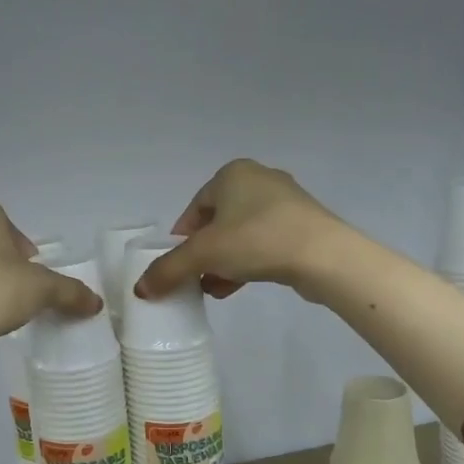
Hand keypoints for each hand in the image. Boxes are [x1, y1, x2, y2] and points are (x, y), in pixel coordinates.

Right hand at [134, 158, 342, 300]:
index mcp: (232, 173)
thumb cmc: (256, 240)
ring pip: (241, 234)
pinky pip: (265, 242)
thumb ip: (168, 270)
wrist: (323, 255)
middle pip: (218, 222)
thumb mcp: (202, 255)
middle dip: (204, 253)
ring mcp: (286, 202)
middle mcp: (259, 179)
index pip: (195, 208)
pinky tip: (239, 286)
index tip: (178, 265)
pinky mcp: (304, 225)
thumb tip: (140, 290)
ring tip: (215, 287)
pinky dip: (248, 261)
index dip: (182, 239)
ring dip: (224, 261)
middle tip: (196, 278)